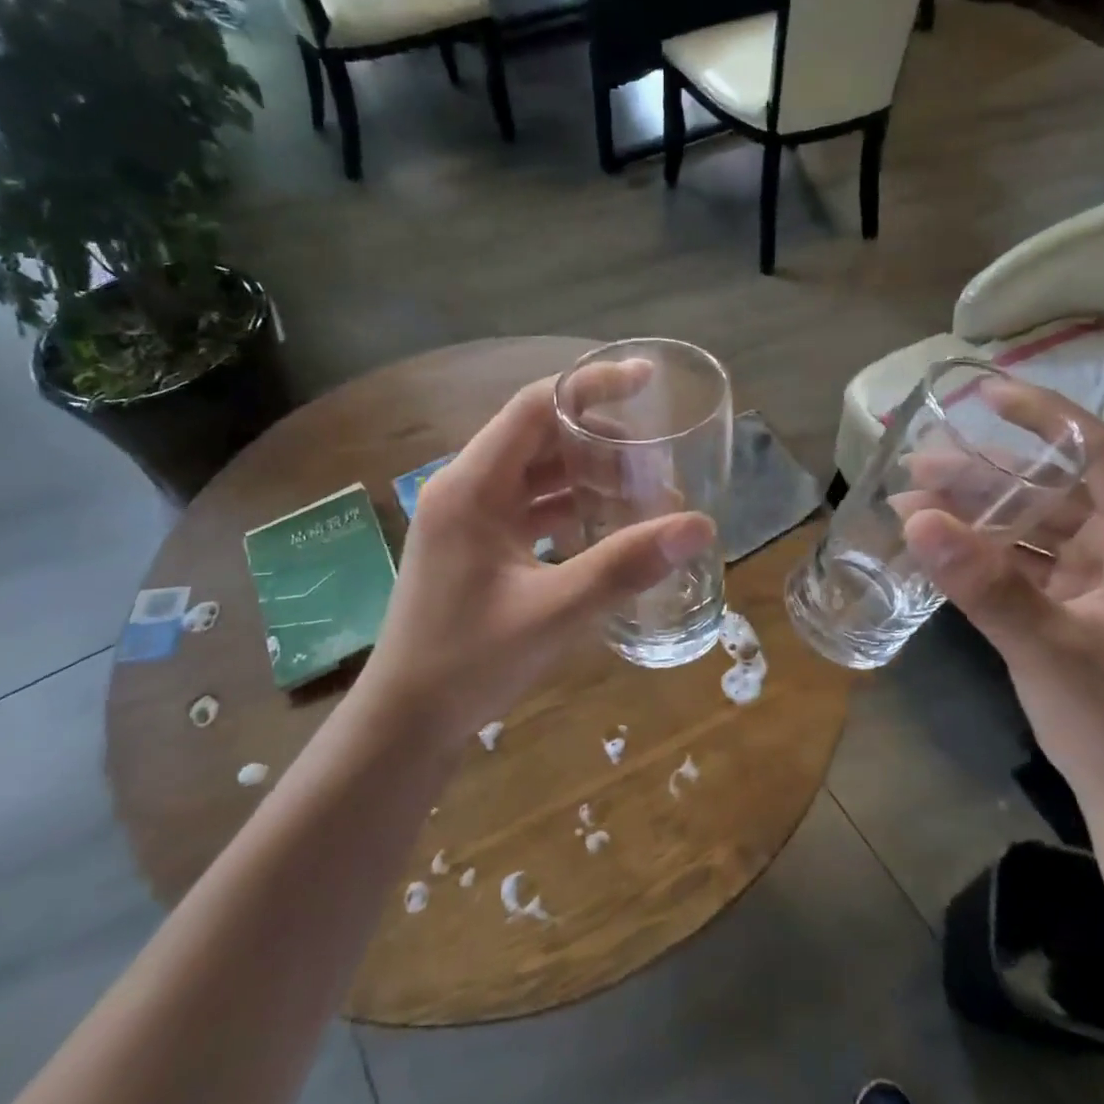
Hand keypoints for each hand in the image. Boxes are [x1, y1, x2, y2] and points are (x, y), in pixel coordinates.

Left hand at [362, 371, 715, 740]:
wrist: (405, 723)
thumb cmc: (468, 662)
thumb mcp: (554, 612)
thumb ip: (625, 566)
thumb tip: (697, 526)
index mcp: (471, 486)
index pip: (535, 407)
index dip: (592, 386)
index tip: (646, 381)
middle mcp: (466, 488)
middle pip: (541, 438)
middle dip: (603, 445)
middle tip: (659, 466)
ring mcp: (469, 517)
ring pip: (538, 474)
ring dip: (590, 479)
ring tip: (645, 498)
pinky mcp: (478, 544)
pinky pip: (531, 507)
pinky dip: (571, 508)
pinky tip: (609, 527)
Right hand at [902, 388, 1103, 825]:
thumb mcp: (1050, 652)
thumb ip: (986, 585)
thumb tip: (917, 518)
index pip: (1101, 454)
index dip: (1046, 417)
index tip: (984, 395)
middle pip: (1055, 488)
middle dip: (986, 472)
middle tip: (918, 461)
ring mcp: (1101, 581)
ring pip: (1034, 524)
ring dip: (976, 510)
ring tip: (911, 497)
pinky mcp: (1074, 606)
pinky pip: (1024, 560)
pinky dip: (982, 548)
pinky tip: (936, 542)